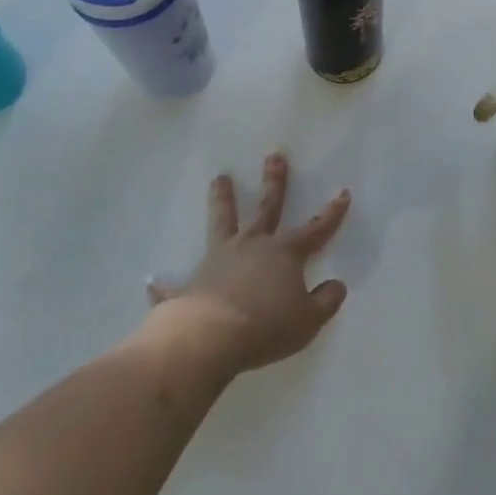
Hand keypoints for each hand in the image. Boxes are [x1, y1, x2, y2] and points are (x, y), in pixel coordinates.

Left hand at [147, 154, 351, 373]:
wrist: (209, 338)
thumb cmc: (265, 326)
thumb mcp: (308, 320)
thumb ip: (326, 301)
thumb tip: (337, 285)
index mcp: (283, 253)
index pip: (315, 229)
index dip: (331, 213)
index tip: (342, 192)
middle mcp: (252, 246)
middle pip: (266, 208)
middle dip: (274, 182)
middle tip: (274, 156)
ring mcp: (218, 260)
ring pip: (222, 222)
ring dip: (221, 200)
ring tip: (219, 178)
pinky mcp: (190, 285)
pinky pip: (176, 285)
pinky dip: (165, 285)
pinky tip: (153, 283)